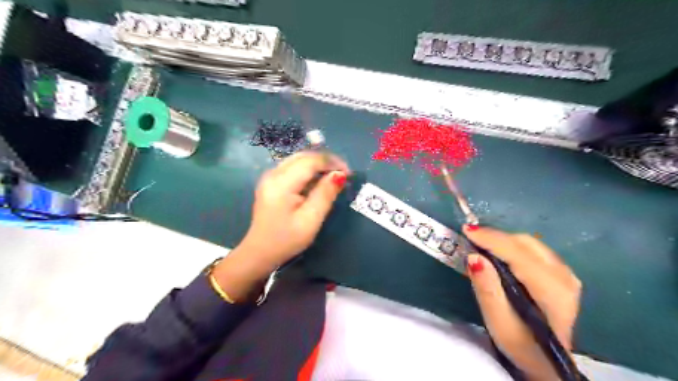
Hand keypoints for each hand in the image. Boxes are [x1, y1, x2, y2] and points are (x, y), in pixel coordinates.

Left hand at [241, 151, 352, 267]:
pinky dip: (309, 170)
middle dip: (326, 161)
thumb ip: (325, 194)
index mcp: (281, 183)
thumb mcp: (310, 220)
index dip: (331, 162)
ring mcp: (270, 177)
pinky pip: (293, 167)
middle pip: (303, 157)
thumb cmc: (286, 240)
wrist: (260, 252)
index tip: (348, 173)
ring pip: (298, 160)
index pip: (310, 161)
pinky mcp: (271, 182)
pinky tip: (318, 181)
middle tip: (343, 173)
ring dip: (318, 164)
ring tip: (334, 176)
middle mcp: (273, 174)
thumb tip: (339, 174)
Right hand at [467, 225, 582, 378]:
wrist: (547, 362)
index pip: (518, 254)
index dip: (491, 239)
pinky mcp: (562, 273)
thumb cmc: (520, 344)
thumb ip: (487, 289)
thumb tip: (474, 257)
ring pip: (529, 243)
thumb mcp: (498, 323)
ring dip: (502, 241)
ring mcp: (566, 274)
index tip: (467, 230)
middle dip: (495, 238)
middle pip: (525, 244)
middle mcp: (564, 277)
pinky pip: (533, 249)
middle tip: (470, 239)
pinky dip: (512, 246)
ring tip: (480, 244)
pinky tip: (498, 253)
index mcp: (551, 291)